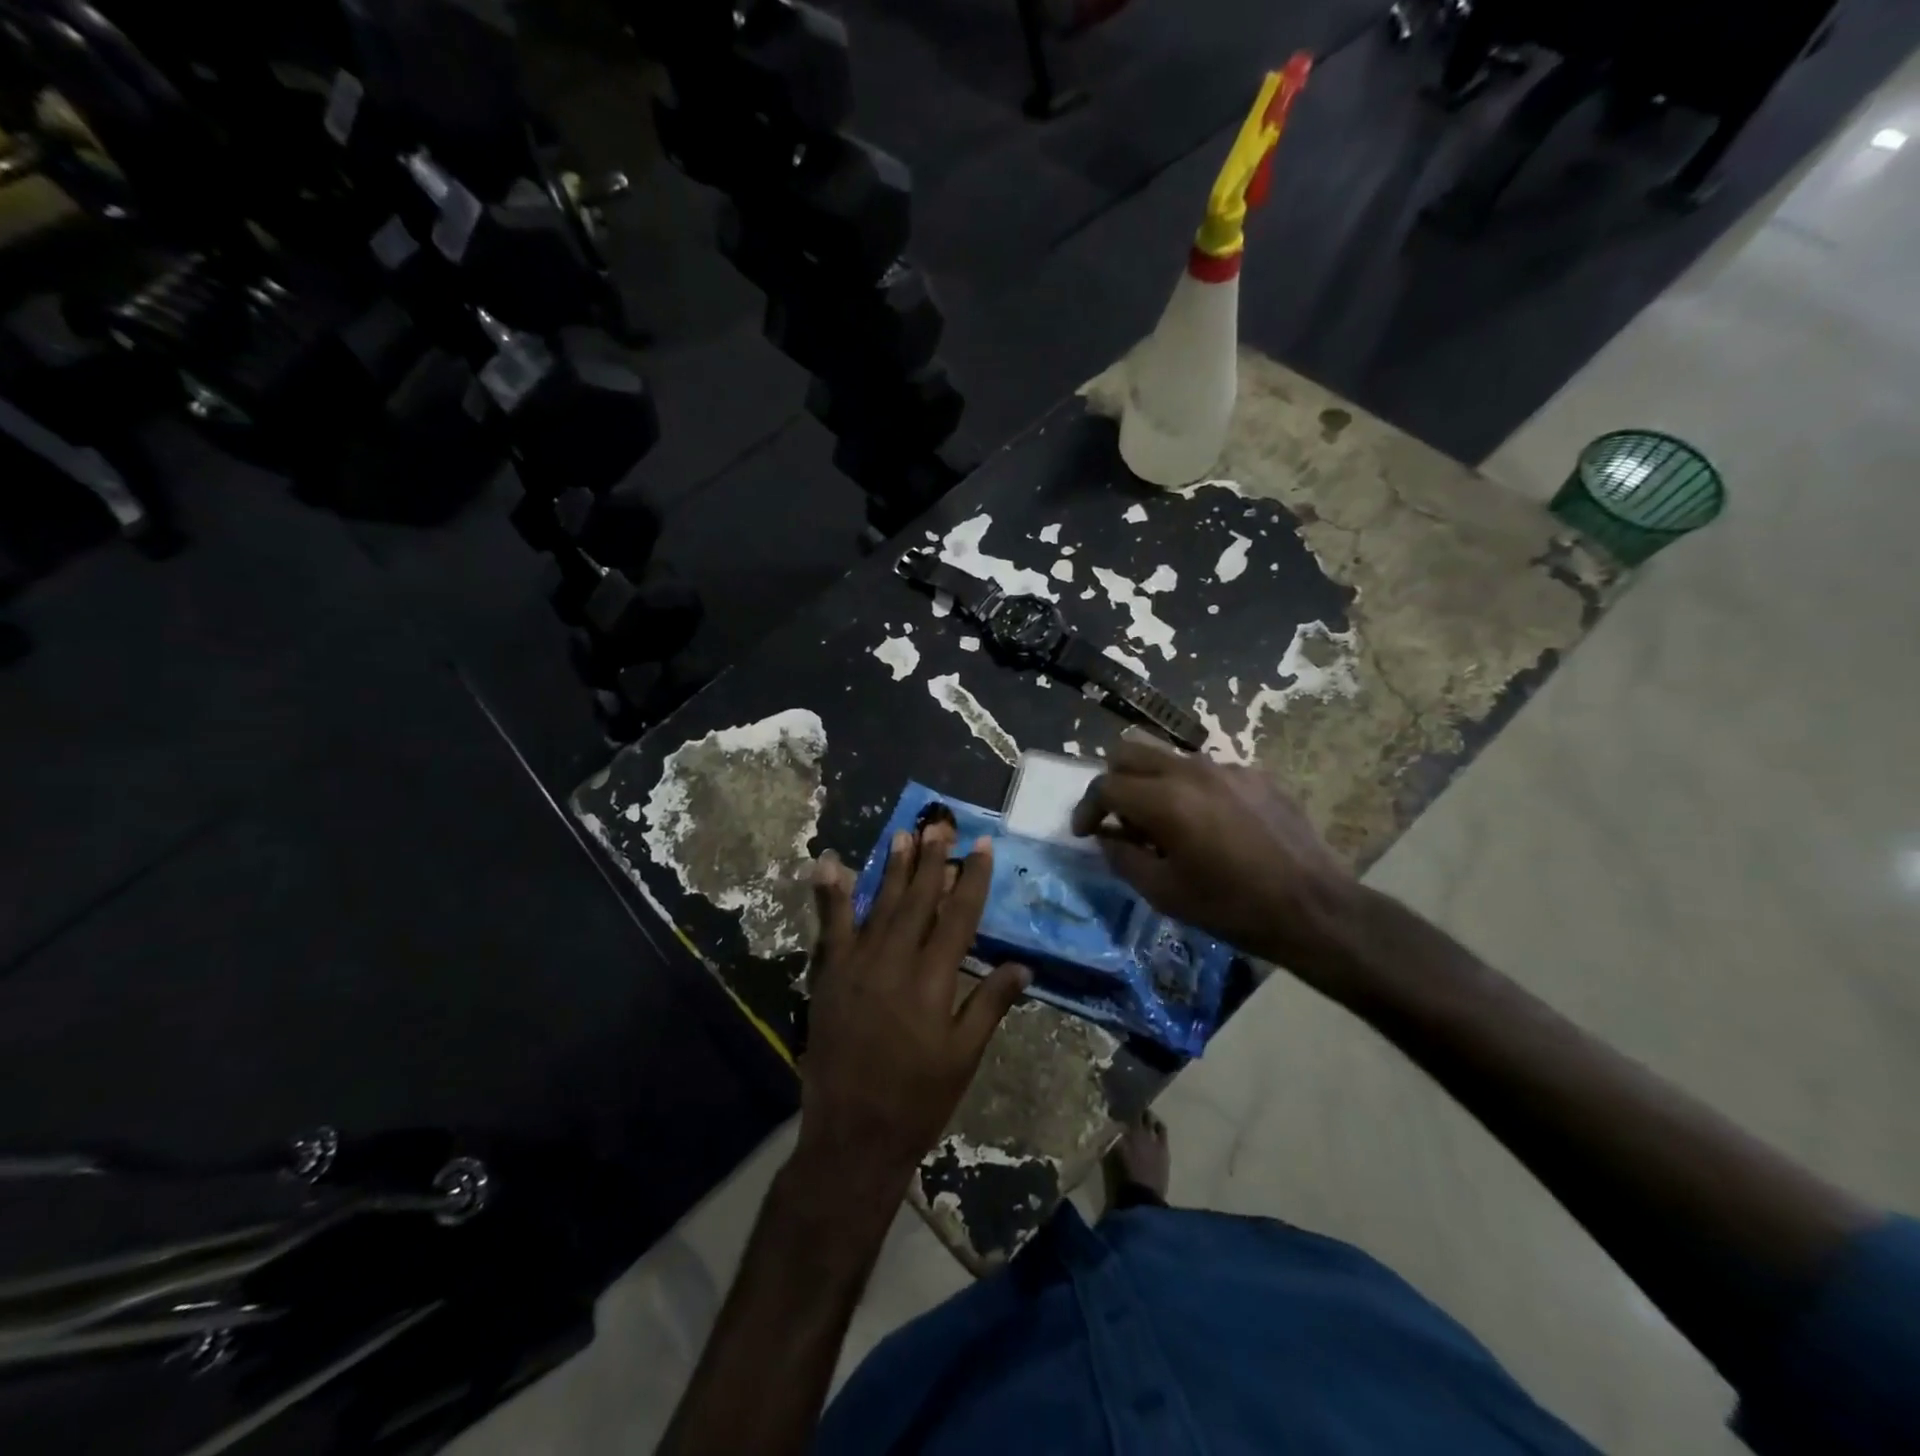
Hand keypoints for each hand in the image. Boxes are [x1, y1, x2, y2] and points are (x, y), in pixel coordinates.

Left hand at [797, 824, 1029, 1206]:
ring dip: (894, 868)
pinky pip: (831, 926)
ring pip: (880, 904)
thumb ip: (990, 1004)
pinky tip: (831, 864)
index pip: (959, 917)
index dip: (972, 879)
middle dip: (932, 860)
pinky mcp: (829, 975)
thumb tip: (1022, 966)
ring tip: (905, 834)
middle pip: (919, 900)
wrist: (853, 1134)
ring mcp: (857, 965)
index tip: (981, 847)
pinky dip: (831, 894)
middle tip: (941, 825)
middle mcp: (895, 963)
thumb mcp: (965, 1057)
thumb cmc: (918, 1099)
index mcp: (934, 982)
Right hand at [1070, 741, 1359, 983]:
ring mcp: (1228, 768)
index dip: (1086, 807)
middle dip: (1113, 781)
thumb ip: (1123, 857)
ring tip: (1165, 824)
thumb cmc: (1232, 907)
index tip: (1084, 831)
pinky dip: (1191, 791)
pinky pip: (1207, 772)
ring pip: (1169, 758)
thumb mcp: (1164, 893)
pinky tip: (1209, 826)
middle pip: (1130, 751)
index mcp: (1165, 799)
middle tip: (1119, 818)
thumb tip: (1106, 836)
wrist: (1314, 908)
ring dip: (1152, 783)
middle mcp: (1192, 770)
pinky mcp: (1257, 775)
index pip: (1105, 785)